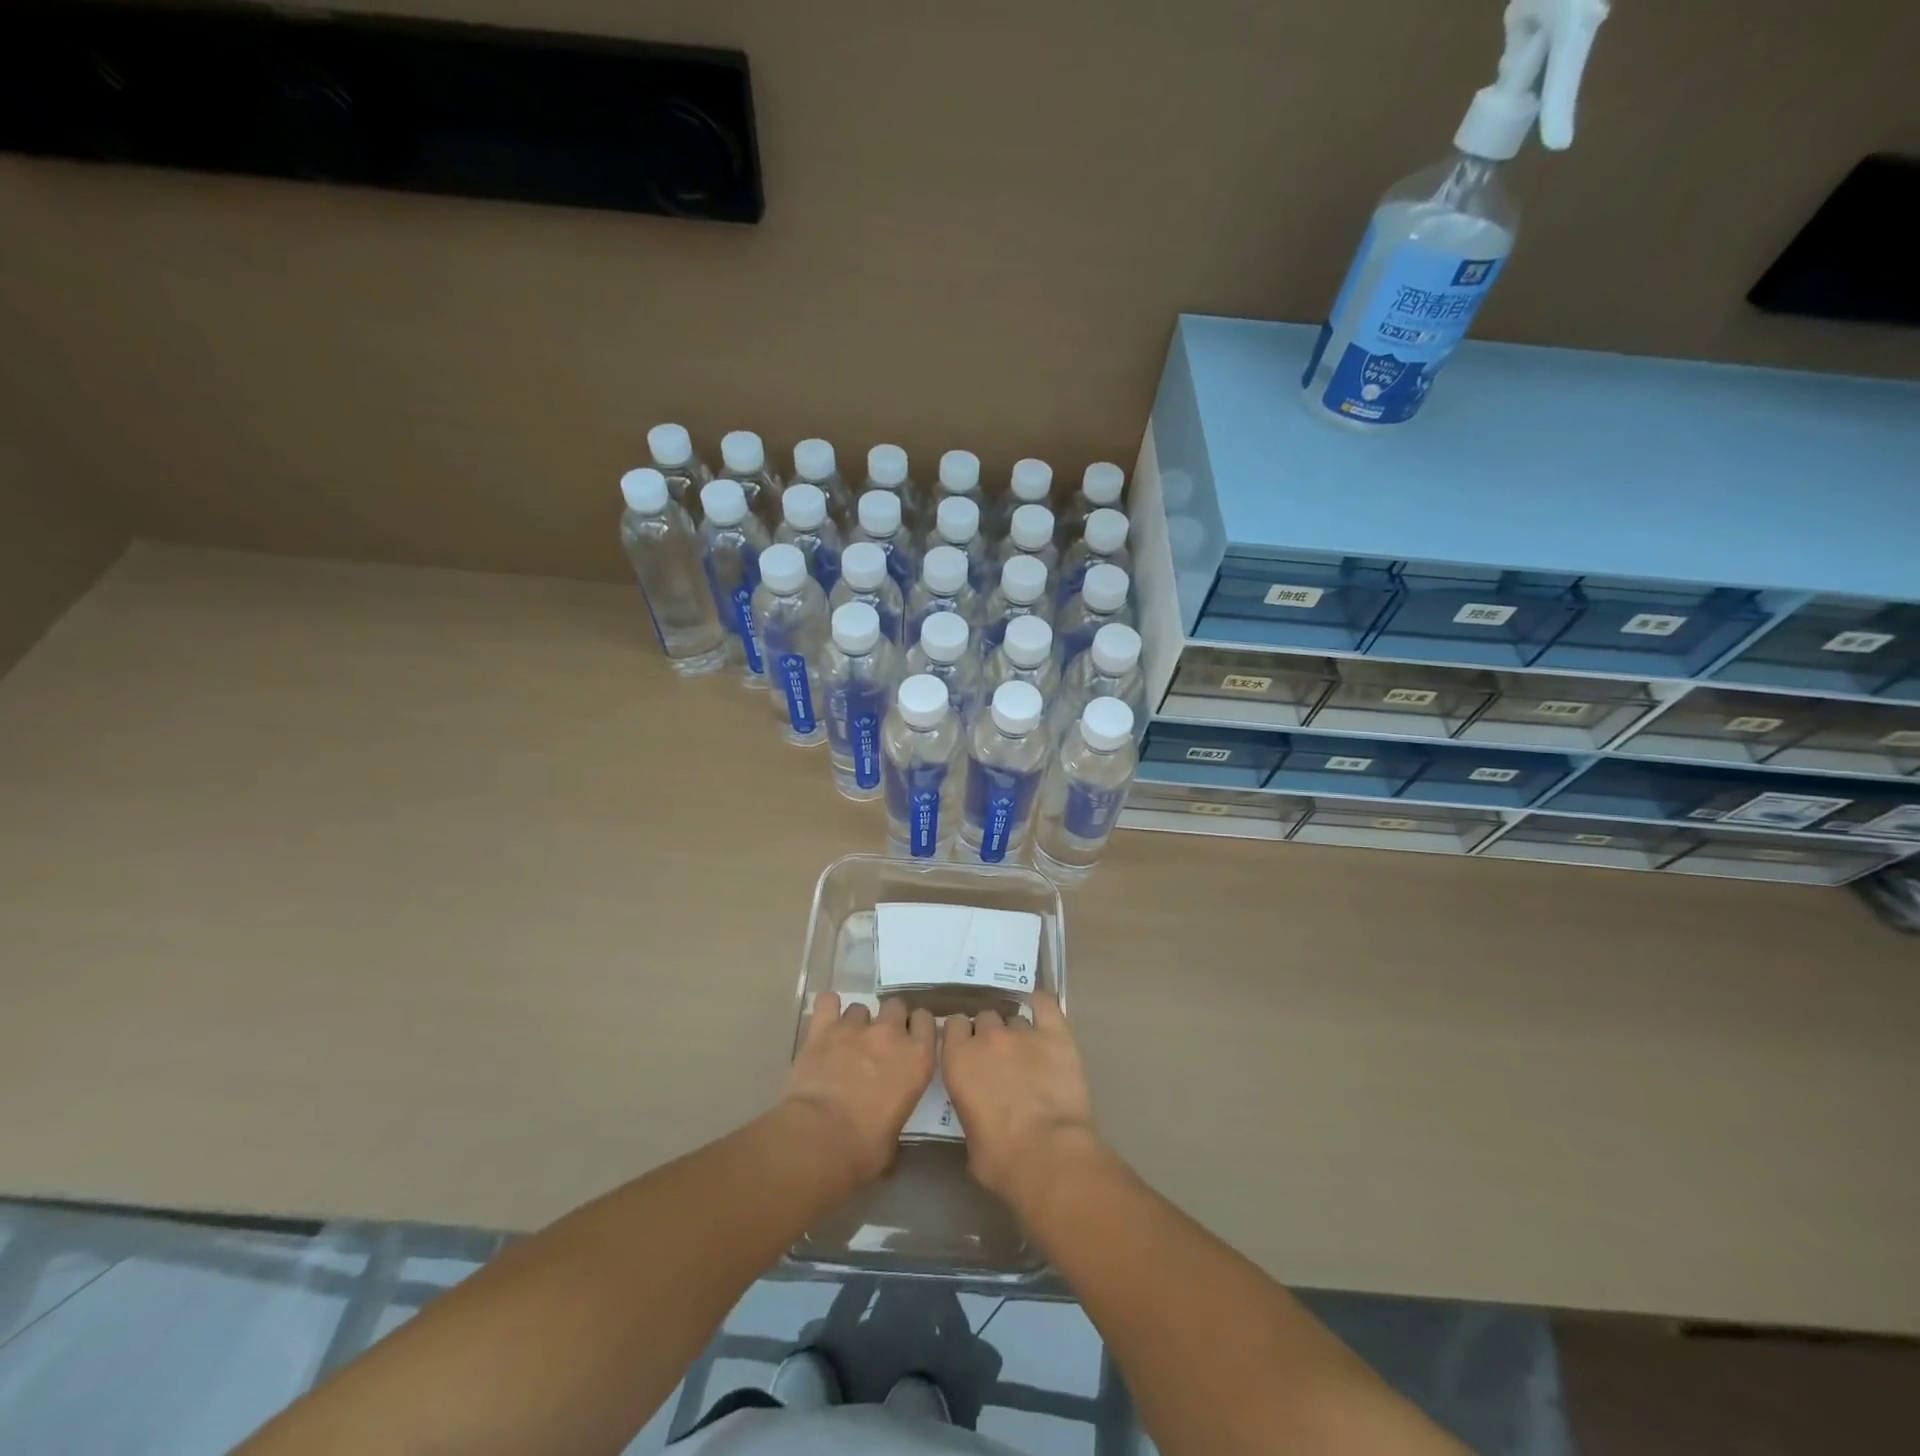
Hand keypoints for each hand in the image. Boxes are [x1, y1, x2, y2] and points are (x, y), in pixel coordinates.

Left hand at [781, 993, 935, 1188]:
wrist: (820, 1138)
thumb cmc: (864, 1148)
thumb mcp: (895, 1135)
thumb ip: (897, 1110)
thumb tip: (887, 1119)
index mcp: (917, 1059)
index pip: (926, 1022)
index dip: (916, 1028)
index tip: (910, 1040)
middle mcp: (891, 1034)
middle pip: (896, 1006)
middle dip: (889, 1020)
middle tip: (878, 1043)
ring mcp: (856, 1027)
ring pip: (861, 1007)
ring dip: (856, 1022)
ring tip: (846, 1043)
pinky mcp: (824, 1028)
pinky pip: (827, 1002)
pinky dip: (827, 1008)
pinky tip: (825, 1021)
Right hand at [943, 993, 1099, 1212]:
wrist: (1048, 1156)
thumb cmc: (1001, 1159)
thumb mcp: (969, 1138)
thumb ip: (970, 1108)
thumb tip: (980, 1110)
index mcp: (958, 1060)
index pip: (954, 1025)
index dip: (962, 1036)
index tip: (968, 1048)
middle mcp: (987, 1038)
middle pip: (985, 1018)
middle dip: (989, 1034)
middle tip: (999, 1057)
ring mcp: (1022, 1033)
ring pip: (1014, 1019)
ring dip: (1016, 1032)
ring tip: (1027, 1052)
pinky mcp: (1055, 1034)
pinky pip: (1045, 1004)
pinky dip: (1041, 1004)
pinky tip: (1041, 1008)